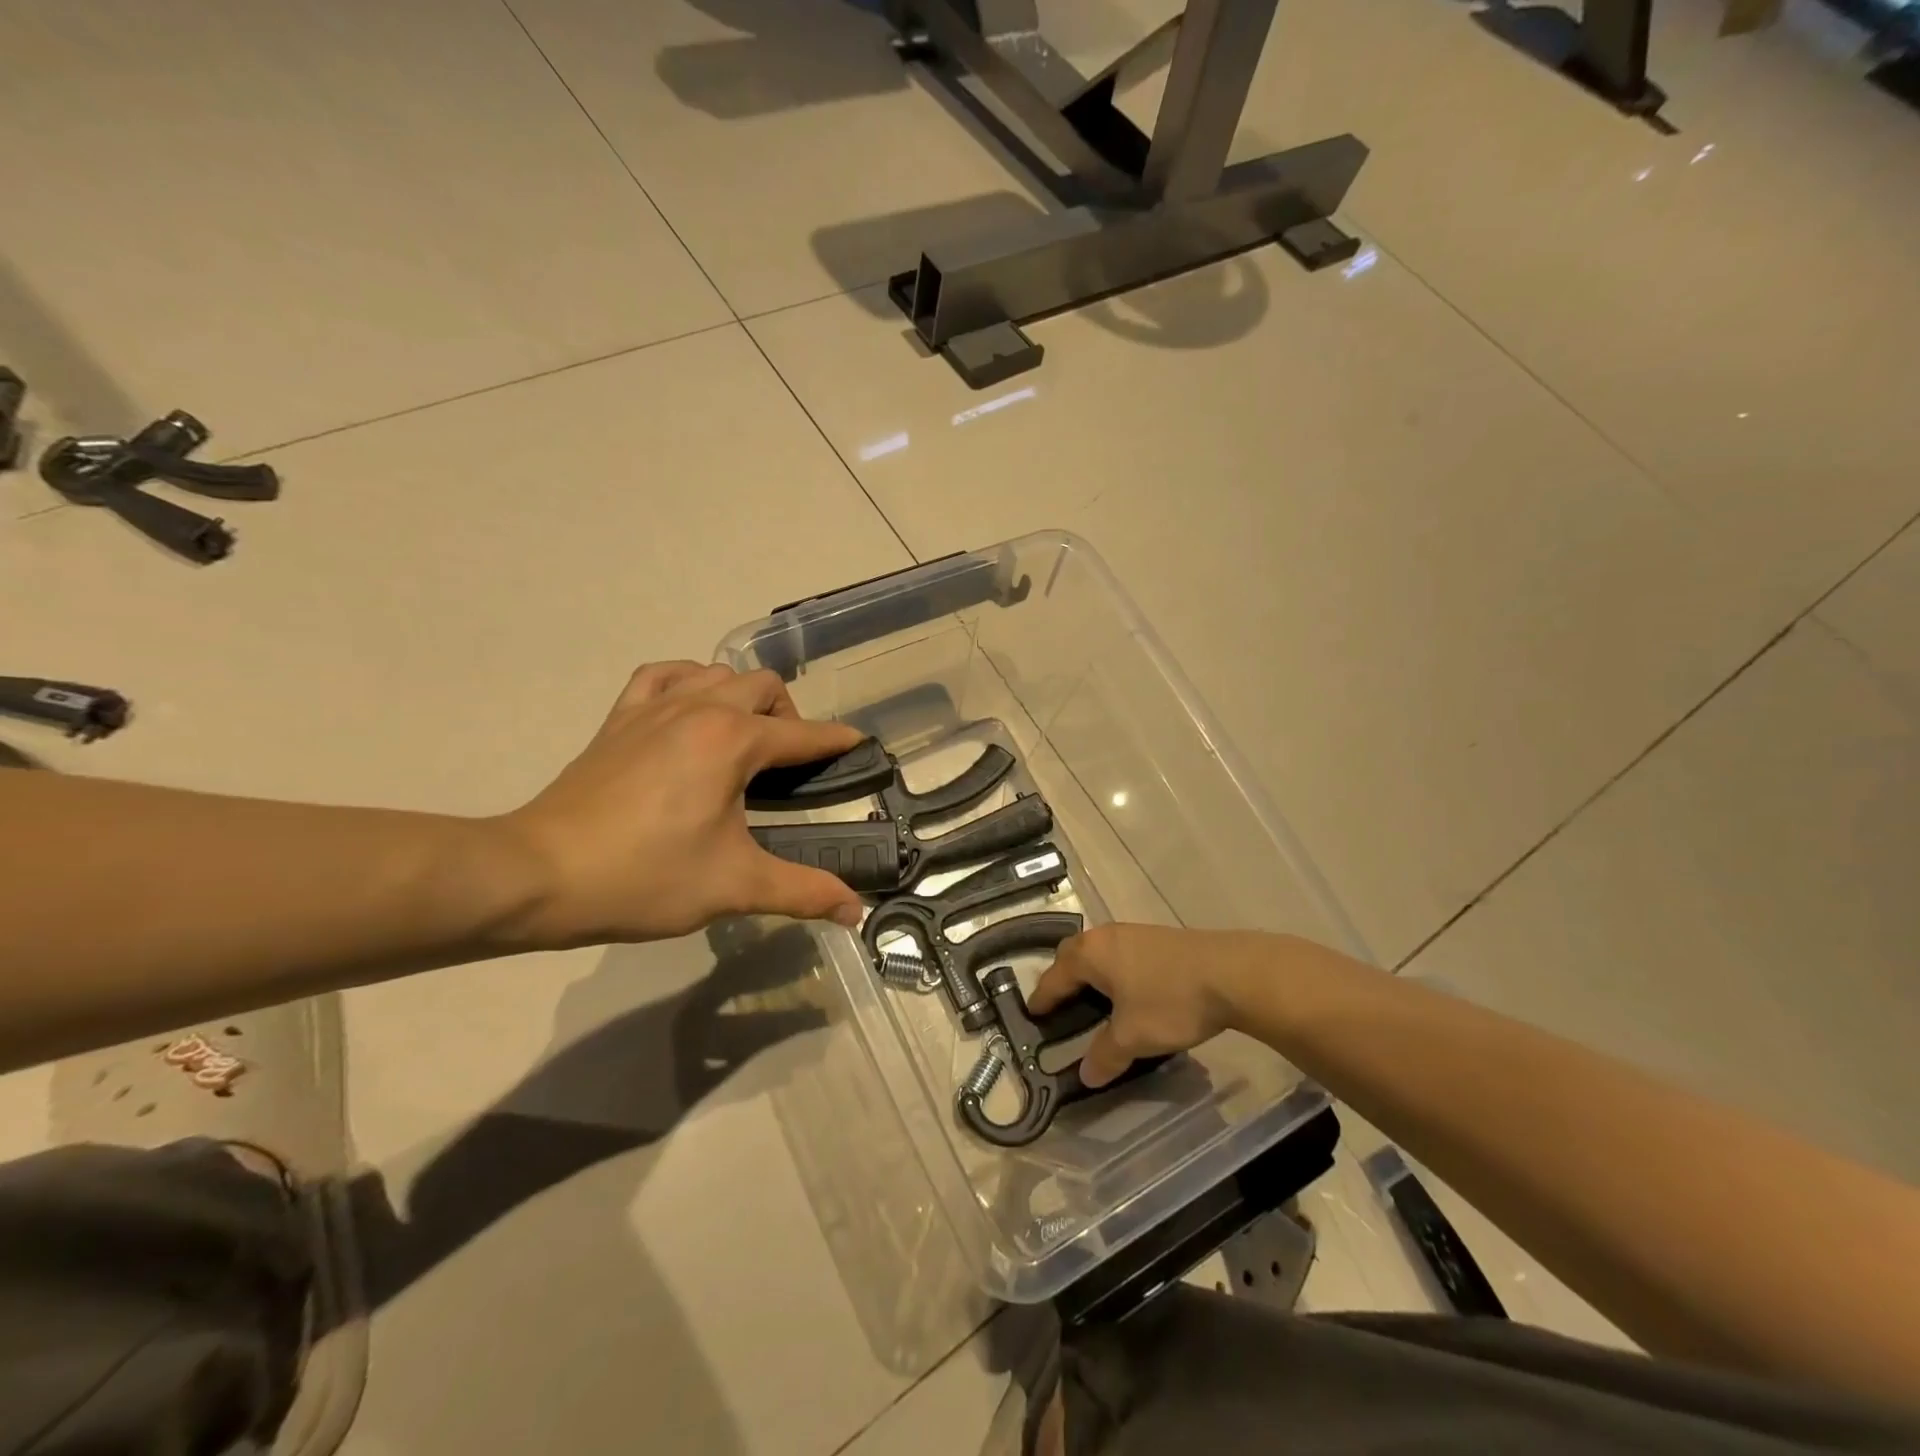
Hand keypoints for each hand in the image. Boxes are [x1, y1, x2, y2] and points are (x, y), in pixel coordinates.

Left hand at [498, 662, 865, 945]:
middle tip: (789, 767)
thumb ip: (803, 892)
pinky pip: (663, 675)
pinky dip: (688, 682)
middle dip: (791, 718)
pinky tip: (690, 710)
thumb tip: (855, 912)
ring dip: (743, 697)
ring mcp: (655, 707)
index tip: (860, 747)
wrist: (539, 875)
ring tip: (743, 741)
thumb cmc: (645, 877)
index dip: (838, 742)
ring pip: (718, 673)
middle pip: (765, 687)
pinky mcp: (620, 717)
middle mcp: (700, 709)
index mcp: (733, 741)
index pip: (804, 734)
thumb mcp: (734, 886)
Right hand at [1028, 924, 1261, 1087]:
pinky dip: (1113, 970)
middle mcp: (1105, 936)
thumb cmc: (1170, 1002)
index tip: (1032, 1014)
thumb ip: (1105, 1055)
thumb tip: (1086, 1074)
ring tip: (1095, 1000)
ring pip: (1098, 952)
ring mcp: (1133, 933)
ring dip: (1091, 973)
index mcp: (1089, 955)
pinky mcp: (1157, 938)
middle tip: (1061, 1006)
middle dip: (1063, 978)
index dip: (1042, 999)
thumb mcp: (1133, 1037)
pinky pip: (1120, 953)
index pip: (1054, 977)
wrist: (1230, 973)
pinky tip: (1129, 991)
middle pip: (1072, 955)